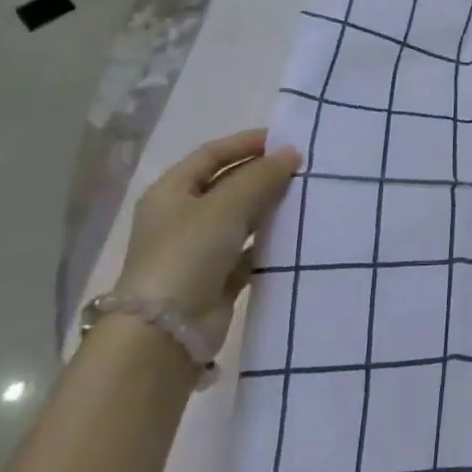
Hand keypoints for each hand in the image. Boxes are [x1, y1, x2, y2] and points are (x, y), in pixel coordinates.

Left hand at [115, 130, 299, 349]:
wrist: (166, 331)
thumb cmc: (188, 254)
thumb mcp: (226, 205)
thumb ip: (261, 176)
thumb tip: (291, 152)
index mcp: (171, 192)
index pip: (212, 154)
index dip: (247, 143)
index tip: (286, 140)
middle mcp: (182, 216)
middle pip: (227, 184)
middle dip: (263, 174)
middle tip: (303, 168)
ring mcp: (198, 248)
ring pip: (241, 216)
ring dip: (269, 206)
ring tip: (306, 195)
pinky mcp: (216, 277)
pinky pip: (249, 248)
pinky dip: (269, 240)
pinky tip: (296, 232)